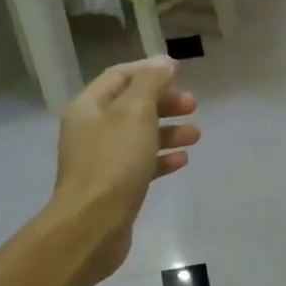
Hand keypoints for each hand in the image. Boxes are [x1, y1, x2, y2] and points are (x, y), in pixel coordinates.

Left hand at [53, 56, 199, 279]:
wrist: (93, 223)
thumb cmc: (115, 162)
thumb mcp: (135, 112)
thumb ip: (151, 83)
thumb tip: (163, 62)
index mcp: (89, 106)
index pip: (120, 76)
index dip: (149, 70)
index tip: (180, 72)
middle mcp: (91, 129)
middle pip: (131, 106)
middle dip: (164, 102)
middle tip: (193, 105)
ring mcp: (101, 159)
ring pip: (139, 136)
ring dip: (168, 131)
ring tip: (196, 135)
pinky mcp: (114, 186)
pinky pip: (140, 164)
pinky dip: (161, 158)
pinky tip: (182, 160)